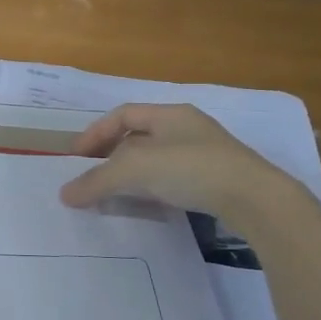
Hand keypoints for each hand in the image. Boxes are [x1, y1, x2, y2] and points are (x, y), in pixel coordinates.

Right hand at [59, 103, 291, 225]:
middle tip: (91, 177)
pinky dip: (152, 189)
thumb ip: (96, 180)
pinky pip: (173, 179)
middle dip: (110, 156)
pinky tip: (146, 205)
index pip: (122, 115)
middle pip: (138, 137)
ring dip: (130, 175)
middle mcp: (187, 127)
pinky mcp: (216, 180)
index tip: (77, 158)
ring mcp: (205, 154)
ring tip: (113, 194)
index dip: (95, 133)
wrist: (256, 199)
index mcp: (169, 114)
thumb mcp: (135, 170)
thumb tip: (64, 194)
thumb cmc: (191, 169)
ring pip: (156, 159)